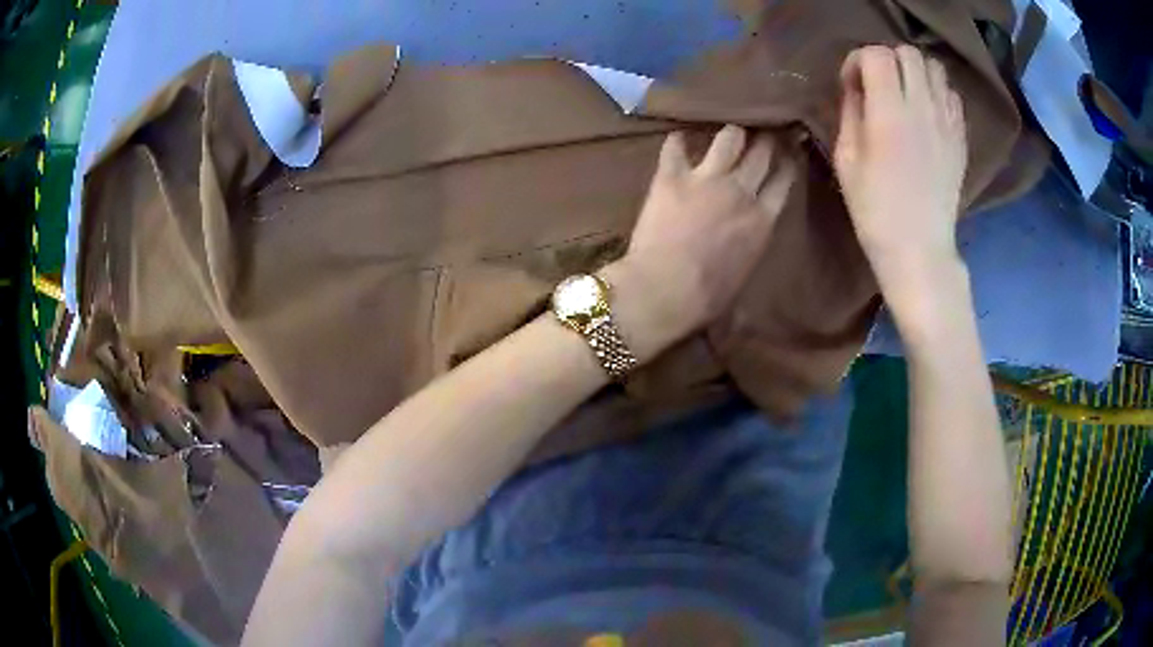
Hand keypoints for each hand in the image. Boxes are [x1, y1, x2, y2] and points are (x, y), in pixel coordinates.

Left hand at [605, 125, 796, 361]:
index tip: (788, 149)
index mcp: (763, 219)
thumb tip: (753, 230)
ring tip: (728, 134)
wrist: (665, 292)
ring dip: (731, 134)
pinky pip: (676, 145)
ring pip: (729, 138)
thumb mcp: (746, 271)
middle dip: (765, 139)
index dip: (788, 160)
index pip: (784, 178)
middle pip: (761, 151)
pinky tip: (679, 139)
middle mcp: (740, 191)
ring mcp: (706, 179)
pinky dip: (678, 141)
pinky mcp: (671, 176)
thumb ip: (753, 240)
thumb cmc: (708, 297)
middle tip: (762, 132)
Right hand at [833, 45, 967, 308]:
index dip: (858, 60)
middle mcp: (923, 107)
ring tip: (906, 94)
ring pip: (934, 67)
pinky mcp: (961, 136)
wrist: (919, 247)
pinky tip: (927, 112)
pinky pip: (951, 94)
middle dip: (887, 60)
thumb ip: (850, 112)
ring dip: (915, 72)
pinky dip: (937, 92)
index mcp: (889, 112)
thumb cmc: (875, 209)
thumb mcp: (846, 159)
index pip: (876, 54)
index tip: (852, 84)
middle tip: (879, 85)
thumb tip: (856, 87)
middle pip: (907, 52)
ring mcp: (947, 121)